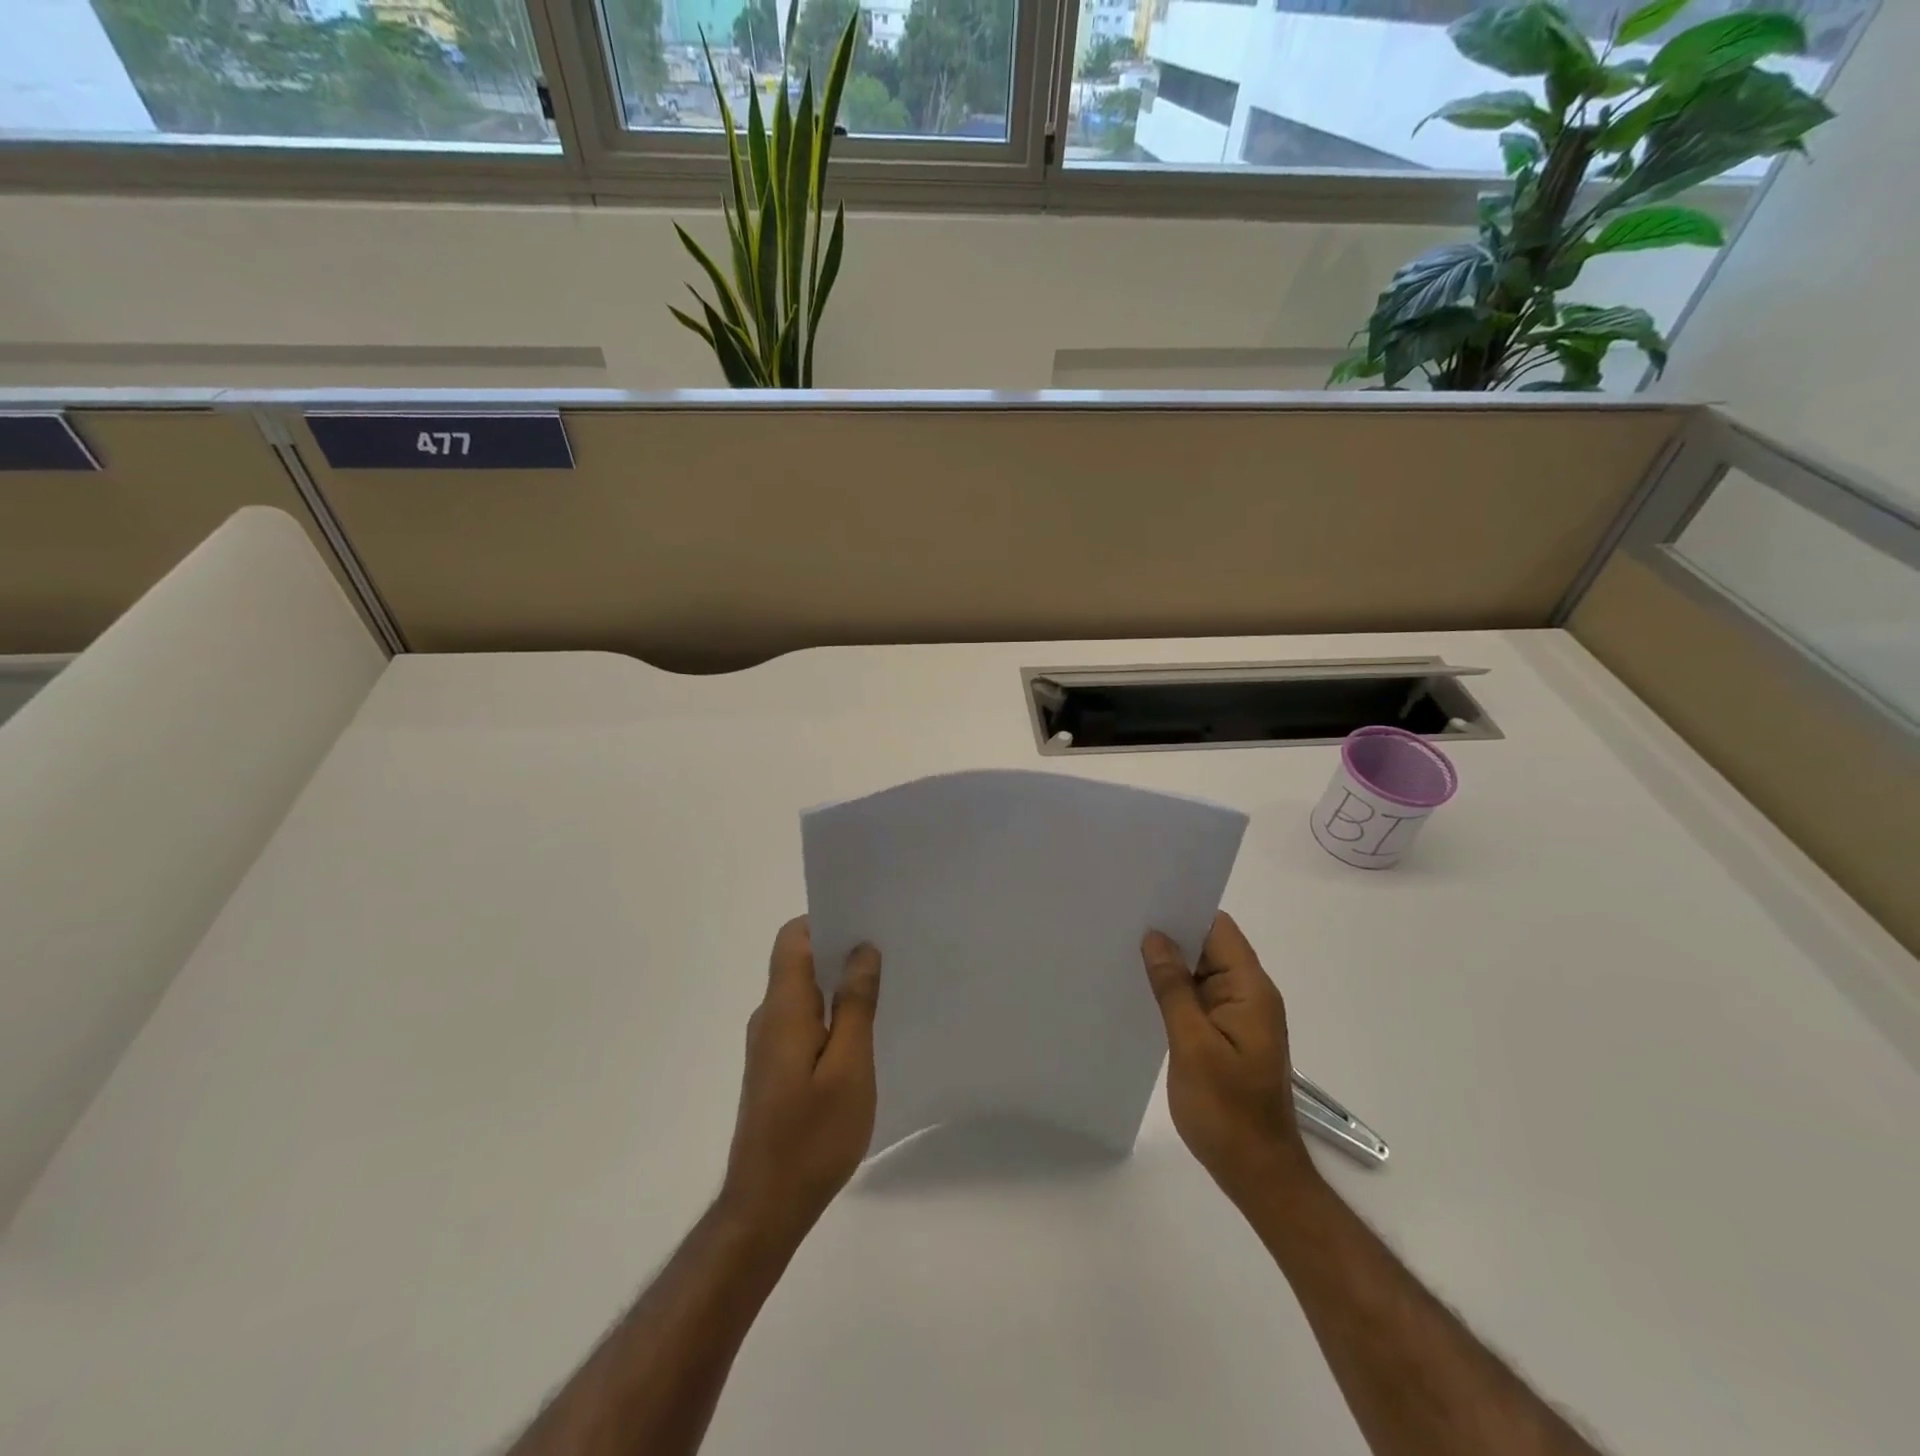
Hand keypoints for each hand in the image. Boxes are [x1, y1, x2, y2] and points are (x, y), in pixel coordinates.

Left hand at [720, 917, 881, 1242]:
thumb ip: (855, 1004)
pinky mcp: (775, 1067)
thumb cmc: (812, 1137)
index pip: (793, 938)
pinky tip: (863, 1031)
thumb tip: (862, 949)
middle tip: (889, 951)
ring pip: (803, 991)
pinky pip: (804, 1019)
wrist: (766, 1207)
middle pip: (798, 960)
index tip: (867, 922)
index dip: (827, 920)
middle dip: (840, 949)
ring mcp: (769, 1043)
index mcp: (783, 1009)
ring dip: (838, 983)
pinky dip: (831, 1013)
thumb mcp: (849, 1068)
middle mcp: (769, 1017)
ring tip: (884, 987)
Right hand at [1141, 911, 1316, 1204]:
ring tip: (1124, 948)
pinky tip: (1143, 989)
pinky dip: (1175, 989)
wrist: (1257, 1172)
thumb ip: (1173, 988)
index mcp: (1250, 989)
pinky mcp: (1227, 1034)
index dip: (1184, 911)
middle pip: (1210, 945)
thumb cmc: (1226, 1110)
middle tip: (1123, 921)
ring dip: (1171, 963)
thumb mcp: (1192, 1045)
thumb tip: (1155, 938)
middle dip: (1171, 934)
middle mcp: (1249, 994)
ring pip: (1202, 971)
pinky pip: (1200, 997)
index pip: (1219, 929)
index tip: (1145, 901)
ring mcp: (1239, 1015)